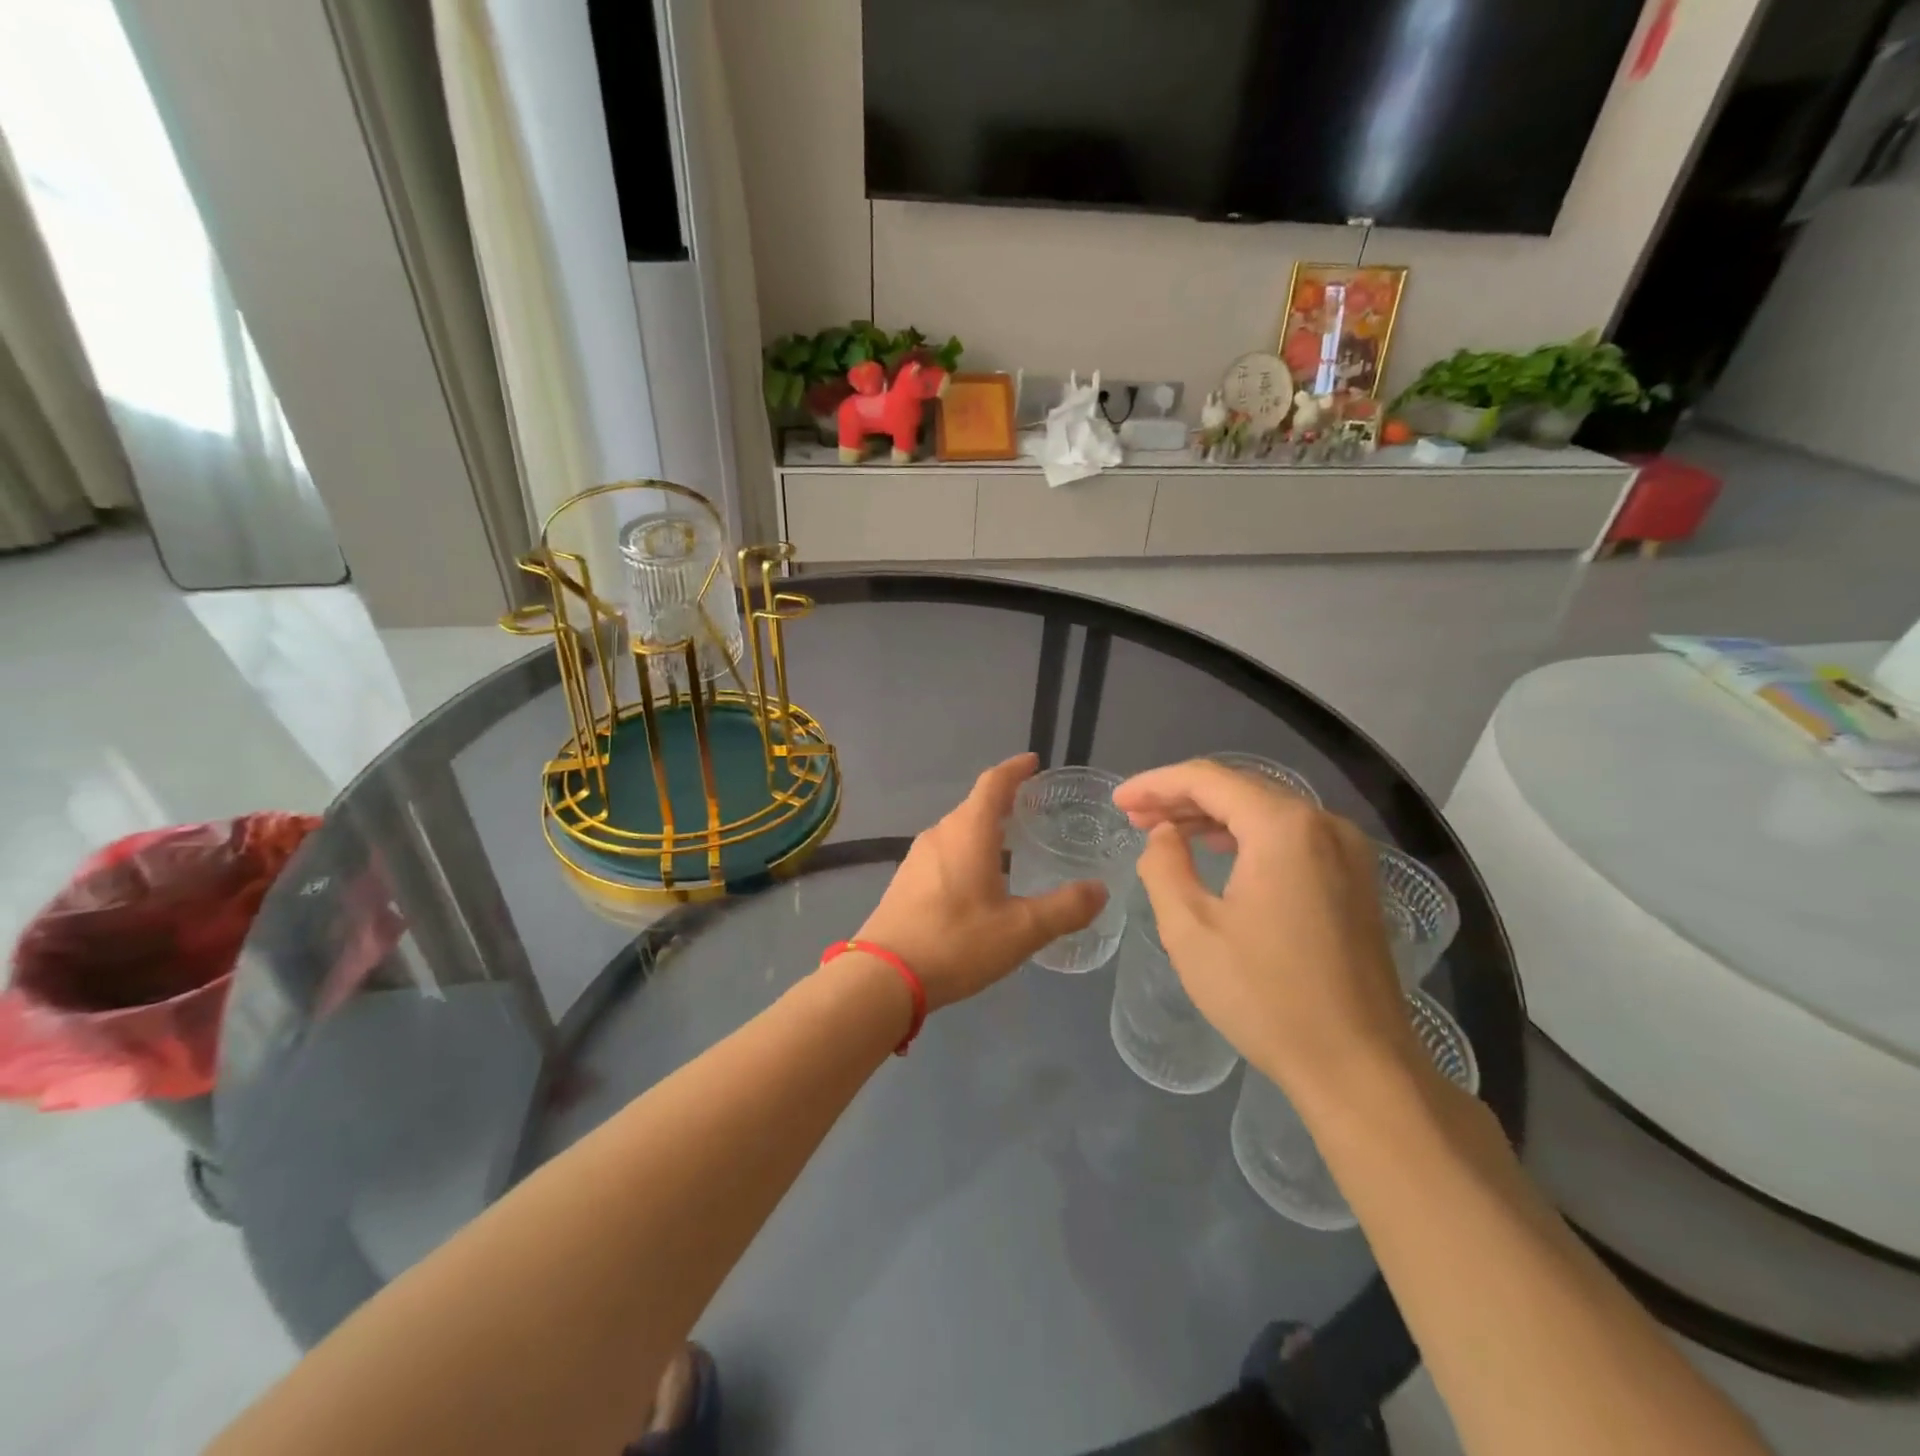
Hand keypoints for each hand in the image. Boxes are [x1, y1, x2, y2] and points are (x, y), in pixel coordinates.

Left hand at [855, 754, 1106, 1010]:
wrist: (883, 976)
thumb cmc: (956, 942)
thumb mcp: (1021, 930)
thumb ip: (1064, 908)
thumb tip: (1100, 889)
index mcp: (968, 832)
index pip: (994, 783)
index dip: (1015, 769)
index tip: (1034, 761)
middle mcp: (940, 834)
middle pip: (974, 806)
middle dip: (1003, 802)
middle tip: (1033, 809)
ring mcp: (917, 858)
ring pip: (958, 832)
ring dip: (984, 830)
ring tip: (1011, 845)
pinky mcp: (906, 881)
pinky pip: (944, 853)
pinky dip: (967, 853)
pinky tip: (979, 881)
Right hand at [1113, 760, 1418, 1103]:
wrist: (1358, 1067)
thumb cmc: (1265, 997)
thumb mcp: (1191, 930)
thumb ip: (1164, 867)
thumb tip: (1164, 835)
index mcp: (1283, 827)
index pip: (1208, 780)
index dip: (1155, 785)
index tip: (1117, 803)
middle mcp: (1323, 824)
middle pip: (1240, 789)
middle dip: (1181, 798)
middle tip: (1134, 817)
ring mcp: (1347, 851)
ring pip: (1266, 811)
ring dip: (1212, 817)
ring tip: (1165, 832)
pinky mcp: (1355, 879)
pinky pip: (1291, 836)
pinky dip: (1247, 837)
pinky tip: (1219, 853)